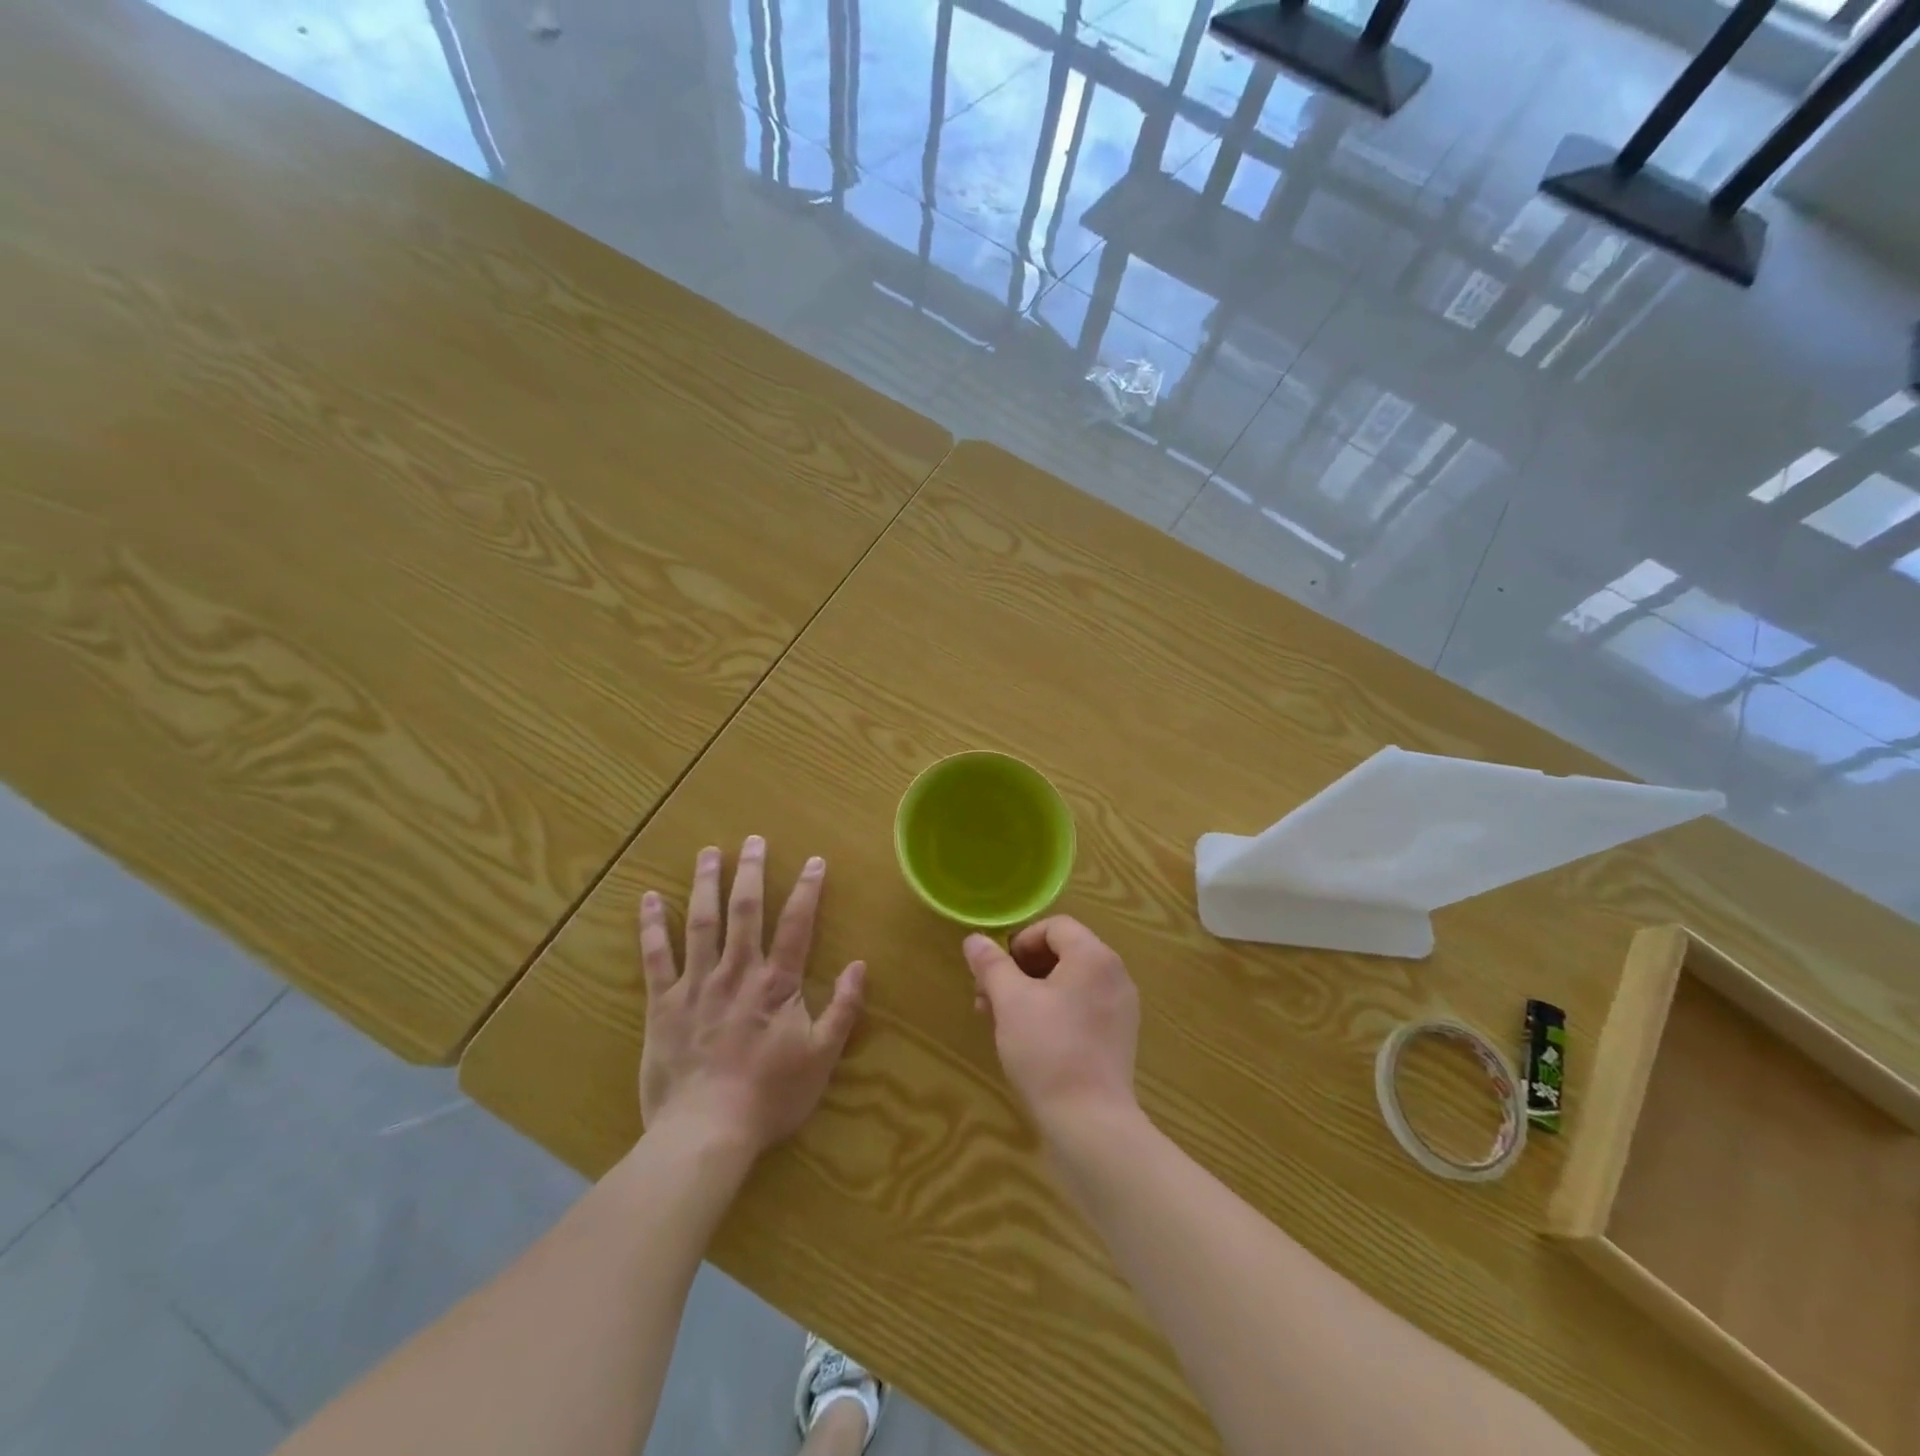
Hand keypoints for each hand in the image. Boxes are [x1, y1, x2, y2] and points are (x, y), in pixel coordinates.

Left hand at [638, 836, 864, 1155]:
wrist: (705, 1132)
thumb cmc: (770, 1096)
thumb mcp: (822, 1057)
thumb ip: (843, 1009)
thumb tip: (859, 966)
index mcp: (776, 983)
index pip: (797, 924)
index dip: (807, 889)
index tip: (814, 860)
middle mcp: (737, 972)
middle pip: (745, 911)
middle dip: (750, 872)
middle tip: (753, 840)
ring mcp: (696, 984)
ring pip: (701, 922)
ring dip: (705, 884)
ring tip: (708, 853)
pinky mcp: (663, 1004)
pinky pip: (655, 958)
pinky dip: (651, 926)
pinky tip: (647, 899)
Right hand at [963, 917, 1139, 1138]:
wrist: (1090, 1124)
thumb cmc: (1048, 1051)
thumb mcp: (1010, 1002)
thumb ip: (992, 965)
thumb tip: (974, 939)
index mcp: (1094, 956)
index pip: (1055, 926)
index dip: (1020, 942)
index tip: (996, 972)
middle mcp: (1114, 974)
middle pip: (1062, 953)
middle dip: (1020, 970)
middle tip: (988, 998)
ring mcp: (1121, 1008)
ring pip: (1069, 983)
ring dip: (1032, 992)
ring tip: (1001, 1021)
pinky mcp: (1118, 1038)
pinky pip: (1082, 1008)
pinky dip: (1054, 1012)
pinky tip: (1029, 1041)